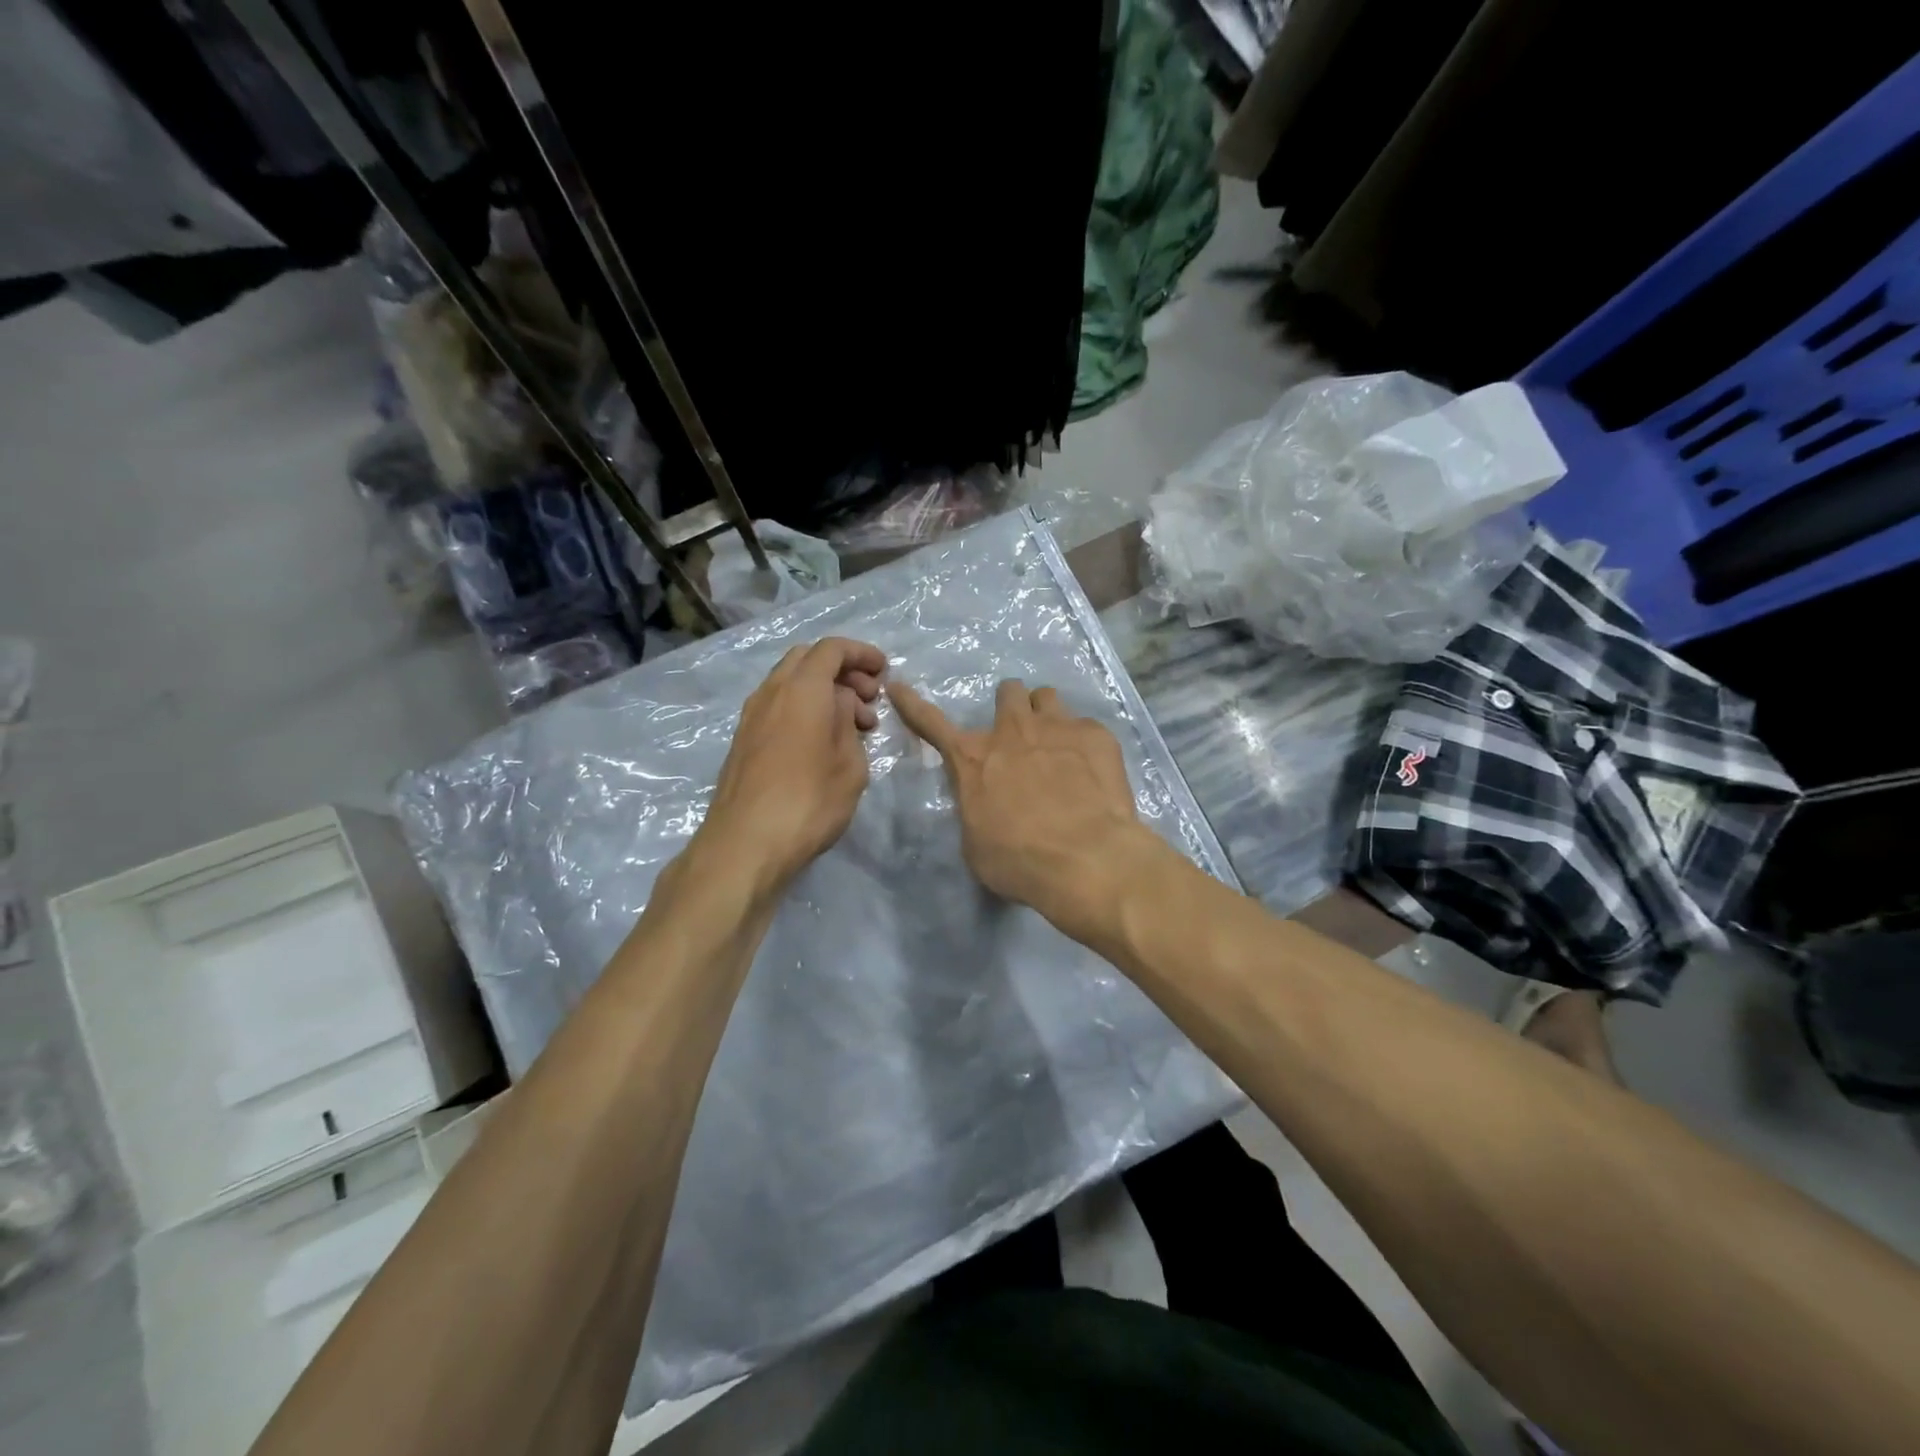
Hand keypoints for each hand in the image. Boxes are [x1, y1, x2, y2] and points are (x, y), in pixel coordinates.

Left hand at [701, 638, 887, 891]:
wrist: (745, 844)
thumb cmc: (809, 802)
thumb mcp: (849, 764)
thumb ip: (847, 723)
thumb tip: (840, 705)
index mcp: (802, 690)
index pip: (832, 649)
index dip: (861, 654)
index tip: (884, 671)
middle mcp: (772, 692)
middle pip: (807, 660)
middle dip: (842, 670)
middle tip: (869, 699)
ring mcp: (752, 716)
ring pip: (790, 683)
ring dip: (823, 691)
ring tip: (852, 726)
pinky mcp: (743, 740)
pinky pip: (778, 706)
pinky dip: (804, 709)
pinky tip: (822, 742)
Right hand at [887, 679, 1165, 944]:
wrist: (1086, 860)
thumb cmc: (1019, 861)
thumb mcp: (976, 841)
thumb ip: (977, 806)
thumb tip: (985, 800)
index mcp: (973, 759)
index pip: (931, 723)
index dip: (911, 704)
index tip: (898, 686)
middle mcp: (1012, 731)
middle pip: (1008, 692)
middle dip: (1011, 707)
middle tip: (1020, 735)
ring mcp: (1058, 727)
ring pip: (1047, 697)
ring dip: (1045, 716)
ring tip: (1057, 745)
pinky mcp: (1097, 735)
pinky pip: (1085, 725)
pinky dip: (1084, 744)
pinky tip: (1093, 773)